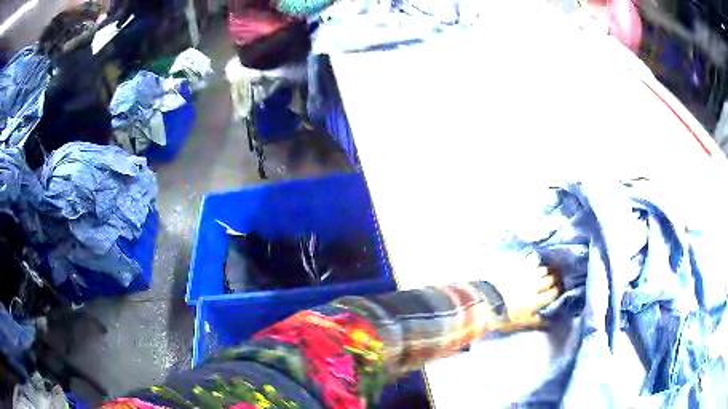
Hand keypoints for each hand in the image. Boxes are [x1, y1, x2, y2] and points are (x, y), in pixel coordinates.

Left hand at [487, 260, 561, 333]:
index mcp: (535, 301)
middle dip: (555, 279)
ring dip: (546, 270)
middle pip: (550, 280)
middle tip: (557, 278)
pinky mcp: (515, 265)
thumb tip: (548, 322)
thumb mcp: (518, 324)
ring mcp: (525, 274)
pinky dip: (533, 259)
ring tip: (547, 270)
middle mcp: (534, 286)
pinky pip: (529, 259)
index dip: (557, 291)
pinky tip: (534, 259)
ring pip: (542, 269)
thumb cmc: (501, 317)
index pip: (553, 294)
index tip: (559, 289)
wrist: (483, 301)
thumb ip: (534, 322)